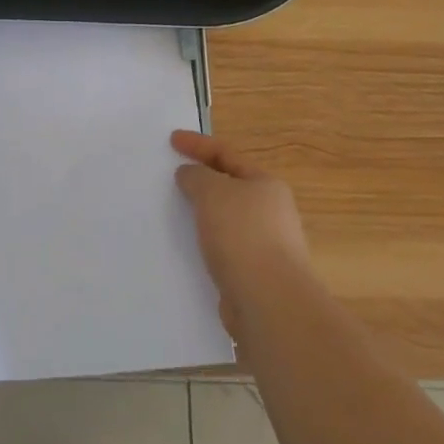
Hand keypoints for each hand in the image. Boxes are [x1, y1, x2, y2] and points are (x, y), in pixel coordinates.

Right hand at [172, 130, 310, 326]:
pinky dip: (206, 245)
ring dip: (202, 216)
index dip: (198, 144)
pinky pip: (223, 250)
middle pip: (229, 187)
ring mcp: (266, 246)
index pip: (227, 154)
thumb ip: (197, 176)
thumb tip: (190, 174)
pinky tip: (188, 251)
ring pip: (225, 221)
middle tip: (172, 179)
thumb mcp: (212, 192)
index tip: (171, 140)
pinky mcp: (255, 276)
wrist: (270, 303)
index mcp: (266, 184)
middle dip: (202, 181)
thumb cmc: (242, 234)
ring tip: (175, 215)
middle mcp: (271, 212)